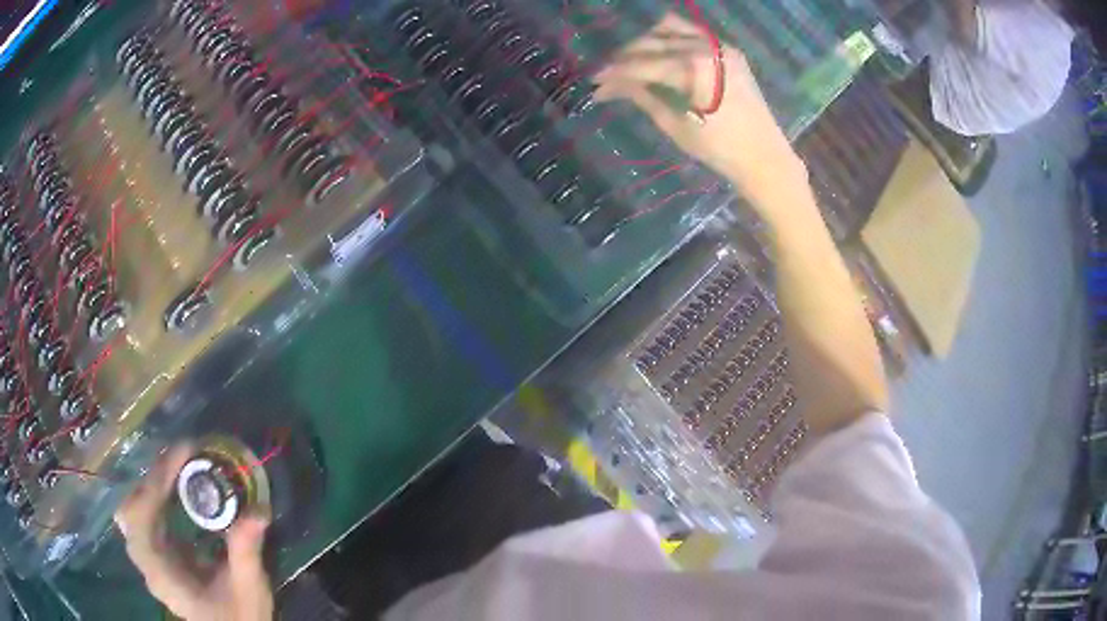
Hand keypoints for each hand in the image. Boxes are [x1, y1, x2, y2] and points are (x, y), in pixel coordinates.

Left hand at [115, 445, 273, 620]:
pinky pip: (145, 517)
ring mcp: (150, 561)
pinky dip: (156, 497)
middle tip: (182, 460)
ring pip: (134, 510)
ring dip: (153, 486)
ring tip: (179, 469)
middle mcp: (148, 566)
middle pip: (131, 511)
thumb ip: (247, 553)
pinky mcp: (158, 556)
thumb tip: (258, 511)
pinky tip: (175, 490)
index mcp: (162, 576)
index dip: (154, 484)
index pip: (141, 522)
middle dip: (152, 481)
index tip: (182, 455)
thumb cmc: (240, 617)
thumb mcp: (249, 590)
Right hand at [593, 14, 807, 212]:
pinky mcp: (729, 52)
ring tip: (633, 61)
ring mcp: (721, 47)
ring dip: (647, 41)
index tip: (594, 82)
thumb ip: (643, 98)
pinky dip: (671, 38)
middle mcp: (706, 48)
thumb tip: (609, 87)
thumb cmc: (721, 150)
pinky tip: (660, 54)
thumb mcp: (676, 126)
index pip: (642, 65)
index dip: (615, 73)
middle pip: (653, 42)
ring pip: (671, 28)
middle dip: (626, 56)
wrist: (766, 158)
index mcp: (692, 69)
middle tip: (608, 74)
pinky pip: (693, 33)